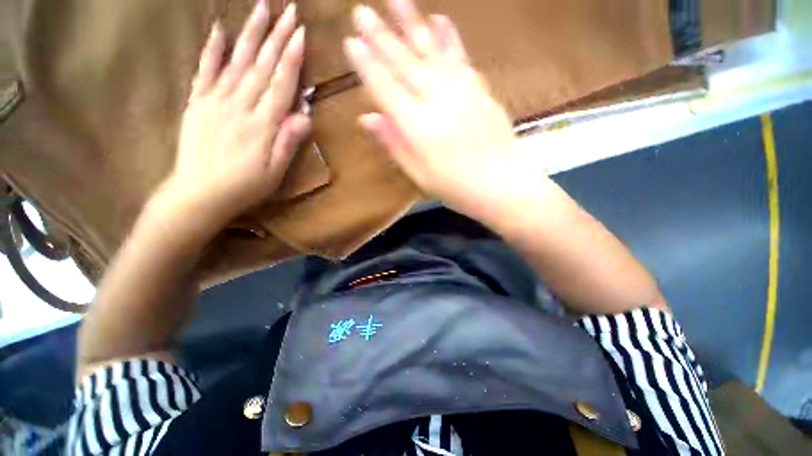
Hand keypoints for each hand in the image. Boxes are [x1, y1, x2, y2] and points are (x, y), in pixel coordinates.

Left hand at [166, 1, 309, 228]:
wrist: (199, 195)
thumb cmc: (244, 187)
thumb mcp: (275, 172)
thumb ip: (287, 141)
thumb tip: (304, 114)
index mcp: (261, 123)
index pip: (280, 83)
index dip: (291, 57)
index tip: (300, 32)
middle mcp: (239, 105)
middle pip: (262, 65)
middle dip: (276, 36)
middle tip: (287, 8)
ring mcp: (215, 100)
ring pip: (237, 60)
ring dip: (250, 33)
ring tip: (261, 7)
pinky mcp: (197, 103)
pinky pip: (205, 70)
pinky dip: (212, 49)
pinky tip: (219, 29)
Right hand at [344, 0, 526, 218]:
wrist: (503, 185)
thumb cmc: (456, 188)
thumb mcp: (419, 175)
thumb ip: (394, 144)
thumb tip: (367, 118)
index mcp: (418, 128)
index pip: (386, 89)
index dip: (367, 66)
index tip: (350, 42)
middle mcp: (437, 103)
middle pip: (405, 64)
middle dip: (381, 37)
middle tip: (361, 11)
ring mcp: (462, 92)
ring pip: (432, 52)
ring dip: (412, 23)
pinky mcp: (481, 90)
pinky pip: (461, 58)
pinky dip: (449, 37)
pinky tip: (440, 18)